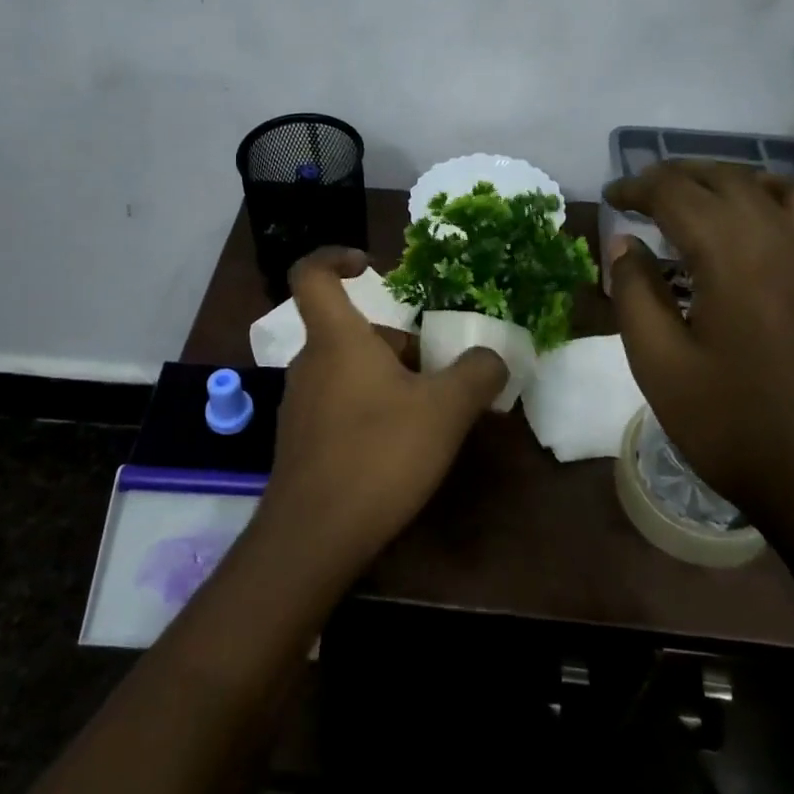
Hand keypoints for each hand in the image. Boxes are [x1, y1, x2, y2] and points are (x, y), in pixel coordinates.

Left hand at [257, 248, 507, 579]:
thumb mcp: (445, 410)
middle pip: (352, 332)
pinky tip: (399, 450)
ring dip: (389, 380)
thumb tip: (493, 357)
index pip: (311, 274)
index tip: (370, 265)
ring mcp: (300, 404)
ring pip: (349, 370)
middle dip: (398, 344)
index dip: (335, 257)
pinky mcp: (302, 441)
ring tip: (430, 416)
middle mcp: (309, 363)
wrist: (314, 537)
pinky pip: (340, 405)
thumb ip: (476, 374)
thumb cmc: (378, 454)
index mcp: (335, 338)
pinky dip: (371, 410)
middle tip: (439, 374)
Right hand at [603, 162, 793, 516]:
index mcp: (731, 251)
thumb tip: (624, 243)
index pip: (674, 192)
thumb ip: (634, 292)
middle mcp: (784, 239)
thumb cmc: (733, 425)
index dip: (636, 187)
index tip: (610, 199)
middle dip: (680, 177)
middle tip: (645, 194)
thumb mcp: (658, 362)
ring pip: (789, 190)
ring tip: (712, 199)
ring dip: (743, 182)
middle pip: (728, 180)